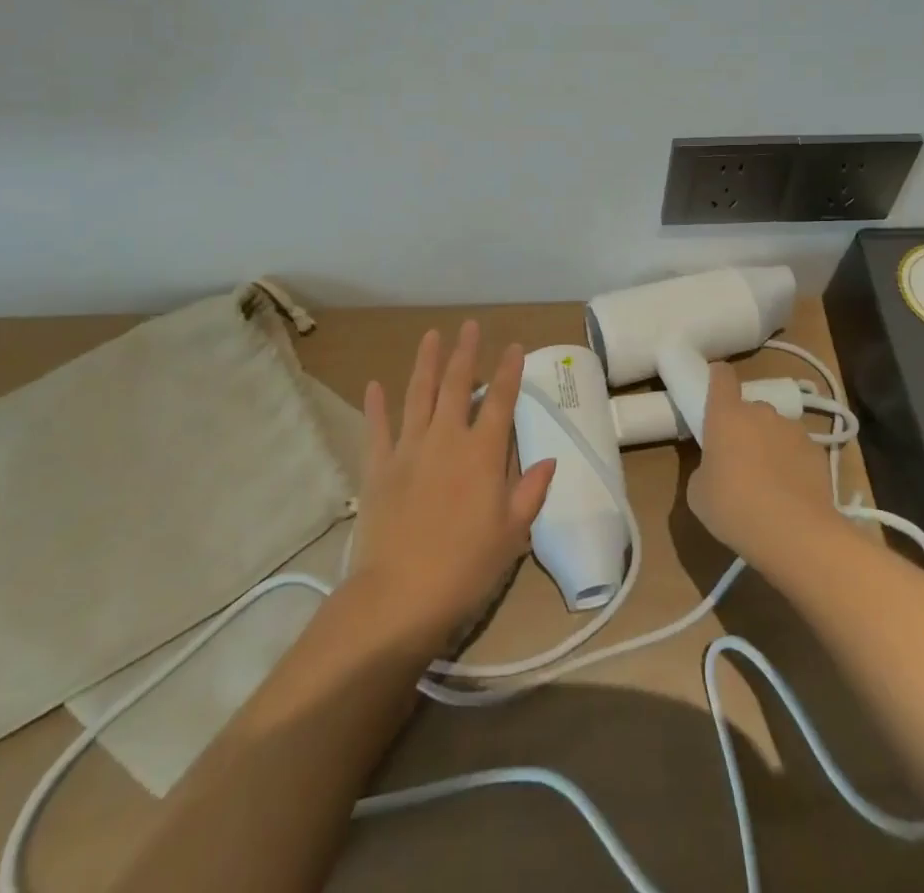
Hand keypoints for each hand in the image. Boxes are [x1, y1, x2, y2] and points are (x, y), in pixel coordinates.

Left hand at [349, 322, 556, 649]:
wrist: (399, 596)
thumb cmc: (465, 567)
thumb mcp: (512, 534)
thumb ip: (530, 491)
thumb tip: (548, 460)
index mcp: (482, 453)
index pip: (500, 401)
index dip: (508, 371)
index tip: (513, 347)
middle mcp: (446, 439)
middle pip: (456, 386)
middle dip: (465, 353)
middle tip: (469, 326)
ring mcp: (408, 450)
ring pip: (418, 395)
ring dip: (425, 363)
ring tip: (431, 336)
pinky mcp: (378, 468)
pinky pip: (377, 429)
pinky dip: (376, 406)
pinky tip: (375, 385)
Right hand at [686, 362, 838, 564]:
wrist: (796, 534)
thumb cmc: (734, 508)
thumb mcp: (698, 493)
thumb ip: (704, 468)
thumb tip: (716, 468)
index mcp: (726, 415)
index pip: (721, 376)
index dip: (717, 378)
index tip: (713, 391)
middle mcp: (761, 412)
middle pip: (749, 408)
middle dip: (744, 427)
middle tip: (738, 459)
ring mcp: (793, 430)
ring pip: (775, 429)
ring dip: (769, 445)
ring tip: (768, 481)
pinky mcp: (818, 451)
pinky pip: (797, 450)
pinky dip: (792, 463)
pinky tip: (790, 494)